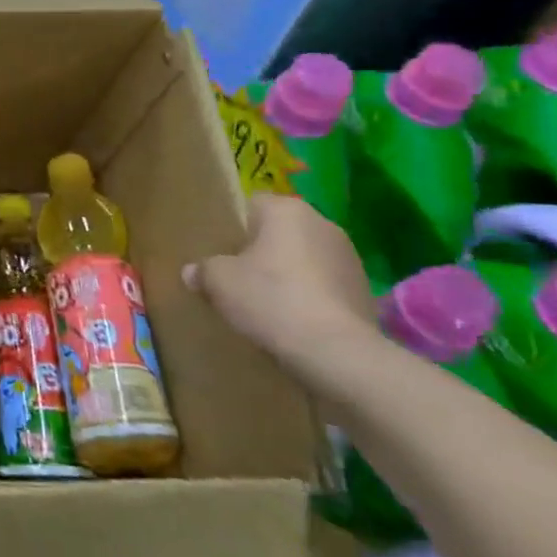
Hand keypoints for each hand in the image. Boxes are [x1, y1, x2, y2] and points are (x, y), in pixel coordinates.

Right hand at [184, 193, 375, 365]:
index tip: (222, 252)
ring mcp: (349, 257)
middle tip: (239, 277)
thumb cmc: (271, 300)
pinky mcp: (364, 290)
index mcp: (286, 210)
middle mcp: (322, 223)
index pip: (252, 204)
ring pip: (304, 258)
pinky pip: (325, 284)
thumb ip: (202, 270)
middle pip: (280, 231)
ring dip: (289, 273)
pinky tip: (294, 320)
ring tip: (267, 302)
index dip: (234, 226)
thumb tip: (192, 272)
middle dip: (262, 250)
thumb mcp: (218, 282)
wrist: (336, 352)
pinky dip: (310, 296)